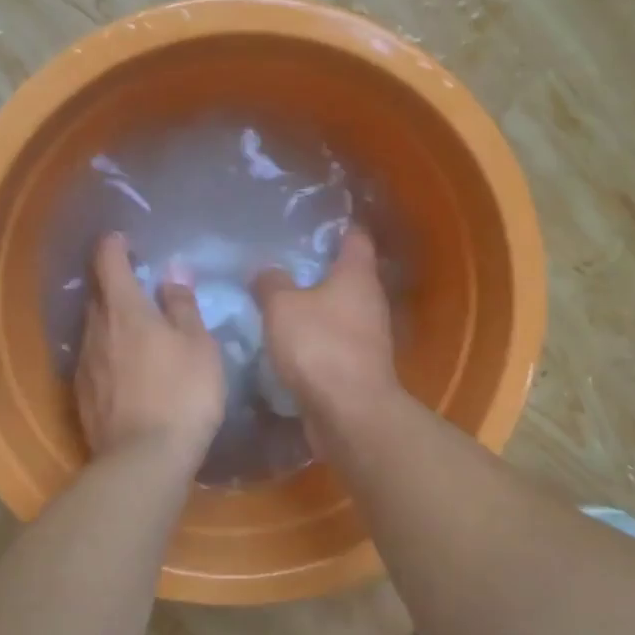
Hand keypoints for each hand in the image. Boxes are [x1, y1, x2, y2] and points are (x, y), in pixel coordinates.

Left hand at [75, 234, 225, 463]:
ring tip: (138, 330)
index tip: (126, 240)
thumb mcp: (198, 345)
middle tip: (140, 286)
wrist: (145, 459)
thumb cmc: (182, 393)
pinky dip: (109, 353)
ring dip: (112, 321)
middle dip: (115, 284)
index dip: (115, 245)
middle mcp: (96, 330)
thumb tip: (172, 273)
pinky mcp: (82, 396)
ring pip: (95, 329)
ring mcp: (85, 365)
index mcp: (124, 310)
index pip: (108, 261)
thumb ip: (182, 306)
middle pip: (98, 295)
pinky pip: (95, 360)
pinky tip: (128, 369)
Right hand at [252, 227, 399, 440]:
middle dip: (318, 269)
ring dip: (315, 307)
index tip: (311, 222)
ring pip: (339, 310)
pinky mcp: (358, 366)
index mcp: (357, 276)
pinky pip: (334, 341)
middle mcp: (370, 301)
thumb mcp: (282, 307)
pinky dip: (315, 338)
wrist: (349, 412)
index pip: (355, 237)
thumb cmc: (319, 347)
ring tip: (279, 302)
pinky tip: (288, 341)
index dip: (337, 226)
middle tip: (282, 263)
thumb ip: (270, 283)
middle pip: (347, 275)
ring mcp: (368, 336)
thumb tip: (264, 270)